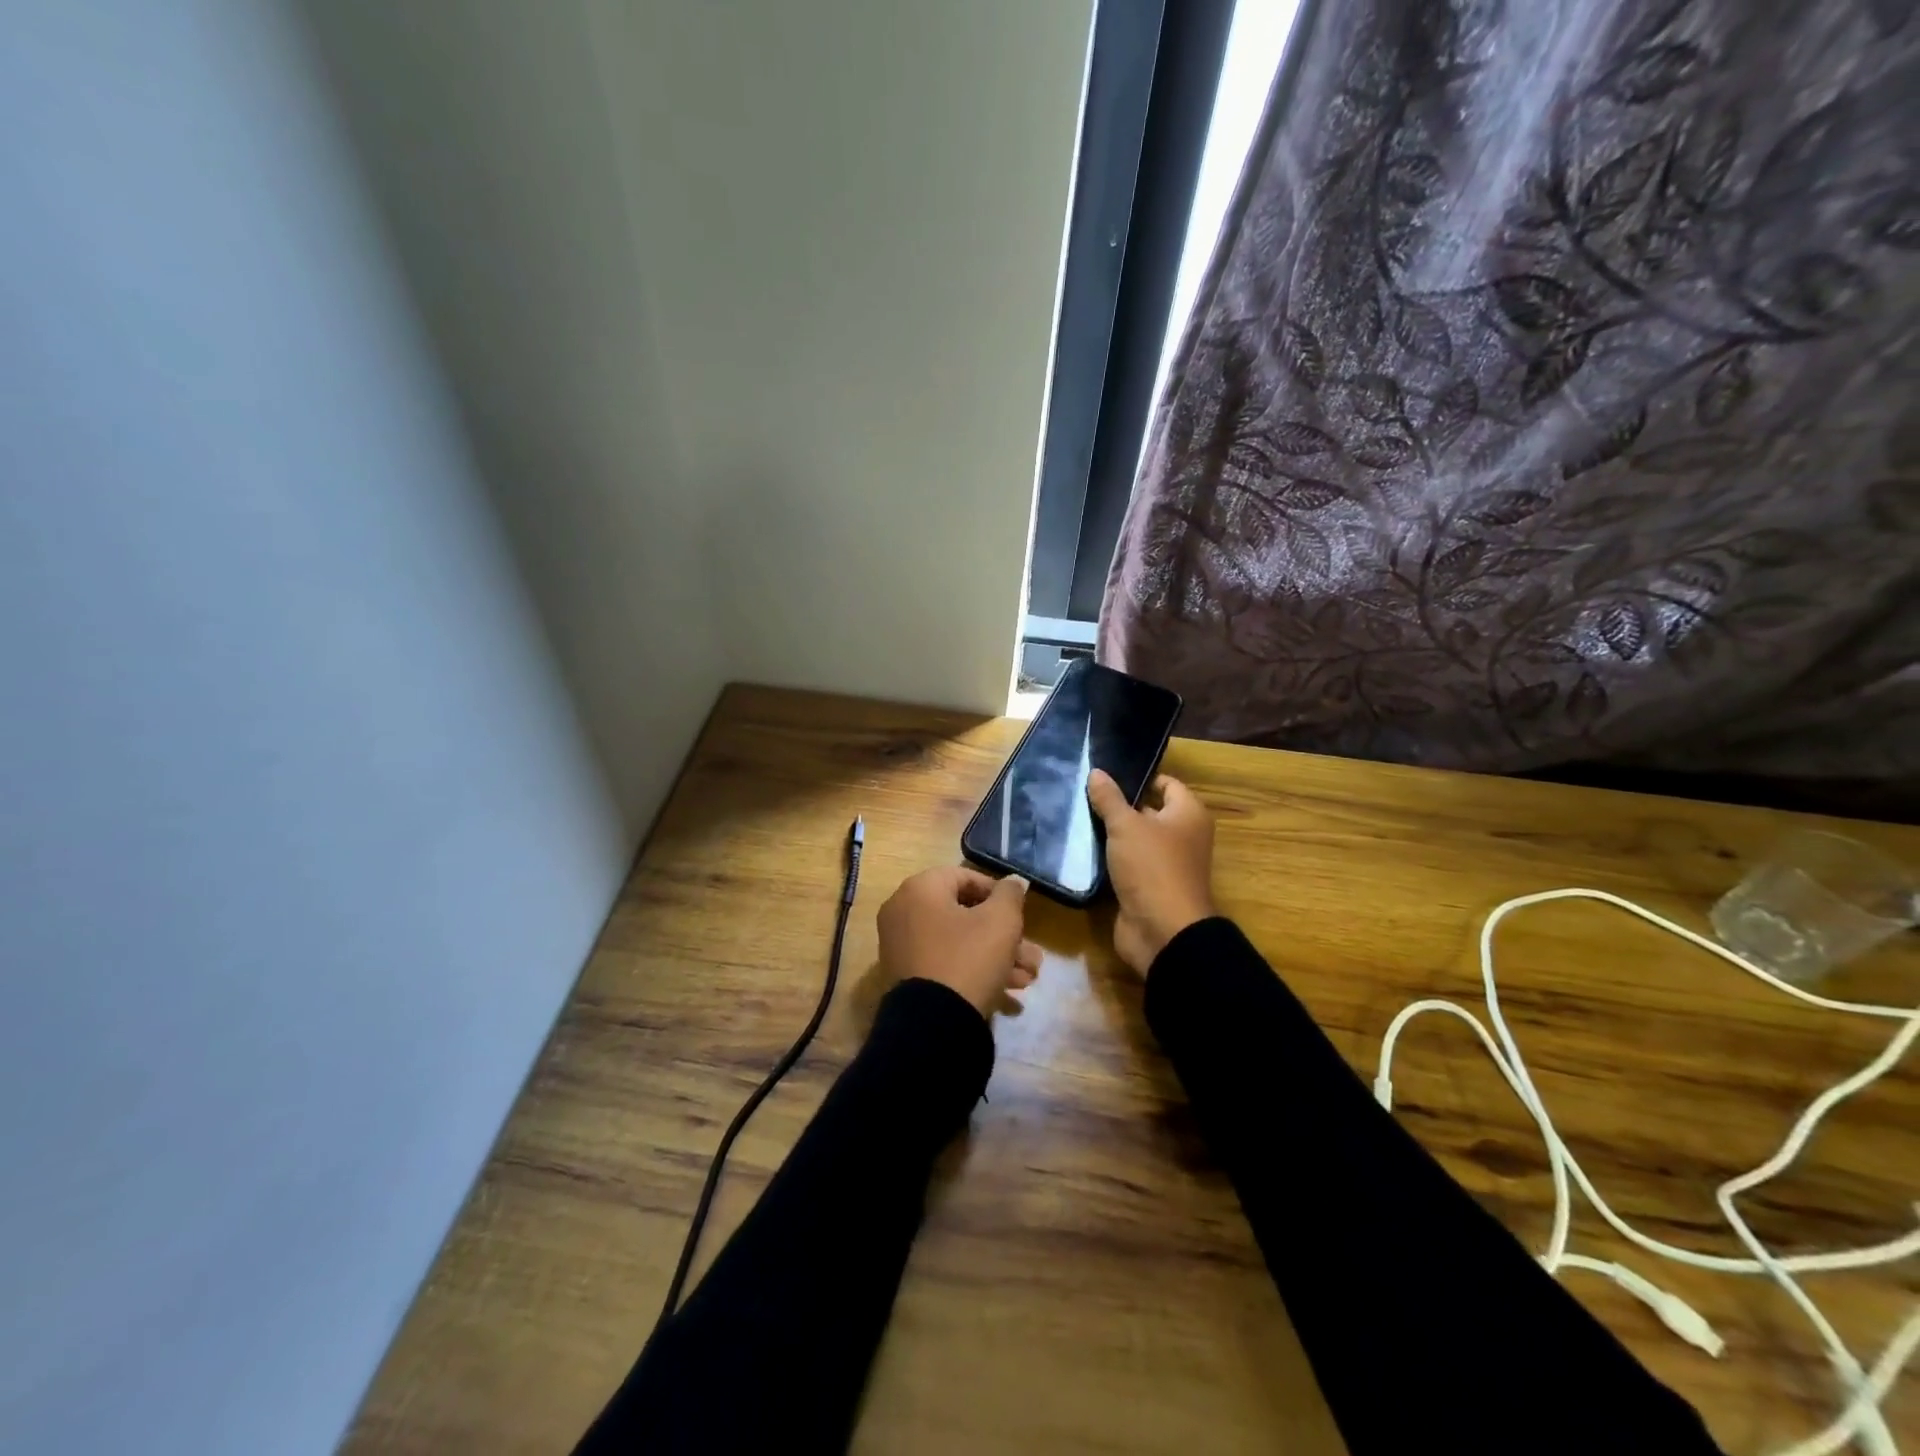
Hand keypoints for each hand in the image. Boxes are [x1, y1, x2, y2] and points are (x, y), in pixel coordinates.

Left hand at [876, 866, 1042, 1017]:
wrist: (933, 1026)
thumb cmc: (968, 958)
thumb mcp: (1001, 921)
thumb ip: (1010, 895)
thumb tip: (1013, 882)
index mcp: (919, 889)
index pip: (965, 878)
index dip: (998, 893)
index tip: (1020, 913)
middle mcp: (903, 912)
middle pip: (964, 915)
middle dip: (1004, 936)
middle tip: (1031, 955)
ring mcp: (901, 948)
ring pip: (959, 944)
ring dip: (996, 958)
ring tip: (1027, 980)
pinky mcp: (906, 978)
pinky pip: (945, 965)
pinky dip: (974, 973)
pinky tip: (1008, 996)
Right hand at [1086, 769, 1216, 974]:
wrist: (1162, 932)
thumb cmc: (1152, 867)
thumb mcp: (1126, 826)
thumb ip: (1110, 799)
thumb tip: (1096, 772)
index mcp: (1188, 814)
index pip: (1166, 783)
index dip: (1139, 777)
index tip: (1106, 773)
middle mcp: (1182, 836)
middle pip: (1148, 810)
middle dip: (1119, 804)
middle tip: (1083, 793)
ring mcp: (1165, 863)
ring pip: (1134, 839)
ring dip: (1111, 833)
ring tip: (1076, 816)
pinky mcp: (1147, 886)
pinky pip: (1126, 863)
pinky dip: (1108, 858)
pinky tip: (1080, 847)